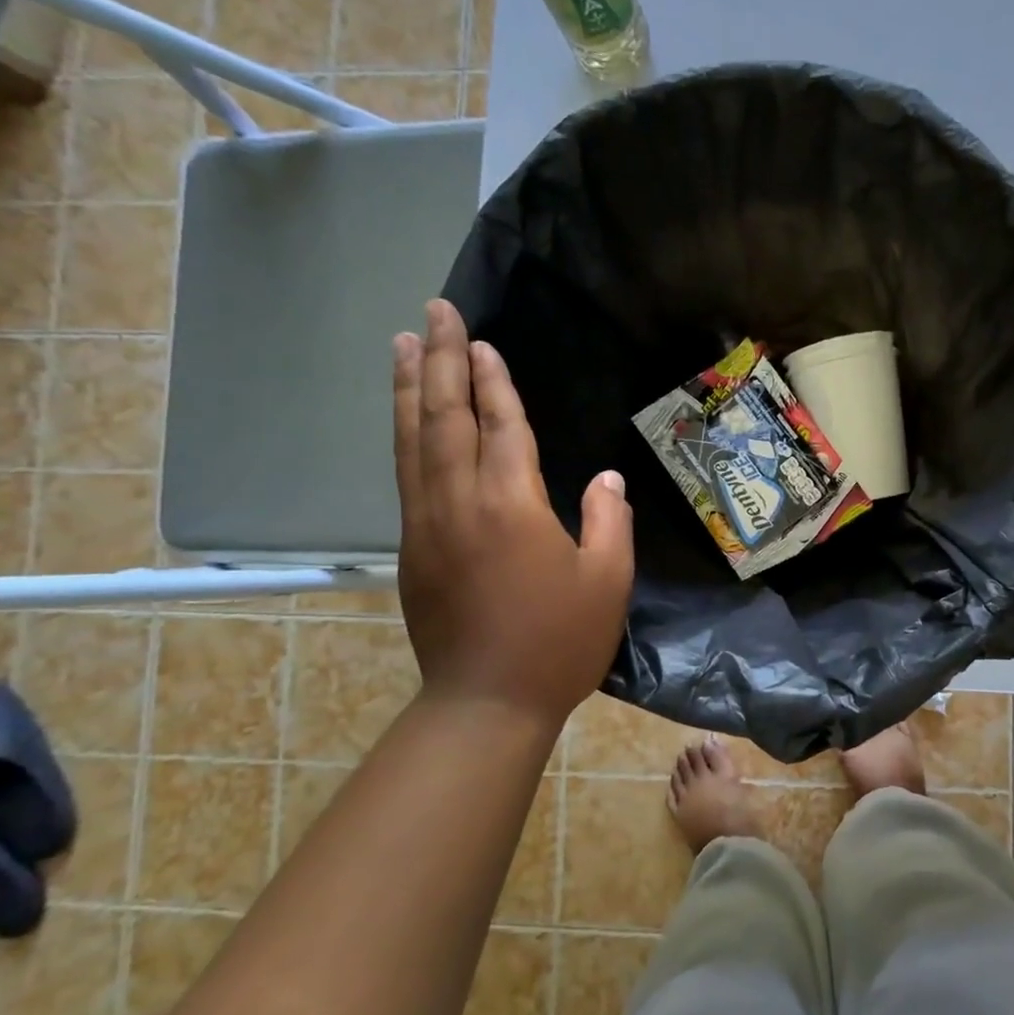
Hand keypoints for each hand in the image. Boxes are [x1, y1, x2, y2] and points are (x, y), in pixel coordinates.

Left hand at [392, 300, 634, 724]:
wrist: (486, 703)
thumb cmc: (558, 641)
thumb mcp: (607, 581)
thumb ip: (608, 521)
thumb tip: (604, 480)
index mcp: (511, 505)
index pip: (501, 426)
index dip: (494, 382)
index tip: (484, 342)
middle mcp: (459, 502)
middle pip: (445, 418)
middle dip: (442, 361)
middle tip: (434, 312)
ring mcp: (427, 524)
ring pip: (413, 441)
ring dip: (410, 389)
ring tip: (405, 345)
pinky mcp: (412, 548)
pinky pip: (406, 474)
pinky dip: (405, 434)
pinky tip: (408, 419)